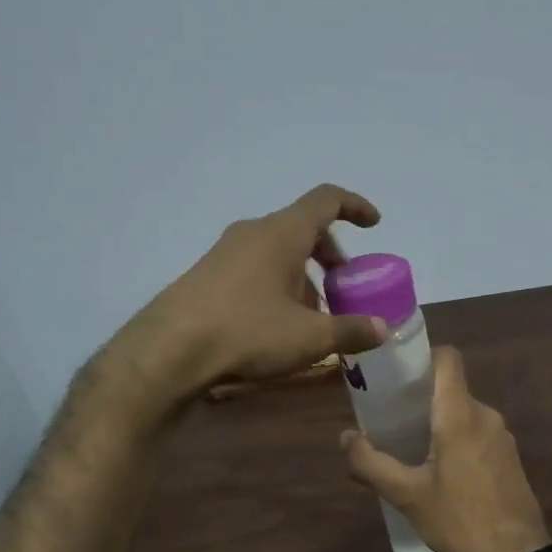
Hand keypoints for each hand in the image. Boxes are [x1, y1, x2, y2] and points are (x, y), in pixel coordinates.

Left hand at [120, 183, 390, 396]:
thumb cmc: (248, 332)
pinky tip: (276, 325)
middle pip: (302, 228)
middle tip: (344, 287)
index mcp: (283, 233)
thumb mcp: (309, 338)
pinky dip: (276, 284)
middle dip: (329, 255)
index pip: (326, 200)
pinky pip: (254, 267)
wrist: (169, 351)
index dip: (355, 207)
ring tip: (312, 316)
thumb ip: (351, 330)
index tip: (374, 224)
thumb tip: (382, 328)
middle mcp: (253, 232)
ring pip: (277, 251)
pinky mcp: (206, 274)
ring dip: (302, 275)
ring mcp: (225, 252)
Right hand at [341, 346, 551, 551]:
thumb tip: (345, 437)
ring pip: (465, 413)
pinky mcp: (510, 457)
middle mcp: (486, 415)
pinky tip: (441, 469)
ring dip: (439, 422)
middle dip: (421, 398)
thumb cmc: (459, 519)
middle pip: (451, 389)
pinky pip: (478, 433)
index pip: (448, 359)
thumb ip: (370, 463)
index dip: (422, 356)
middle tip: (391, 417)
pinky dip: (458, 439)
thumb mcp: (407, 495)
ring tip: (411, 445)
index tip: (396, 372)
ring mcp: (502, 436)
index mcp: (460, 415)